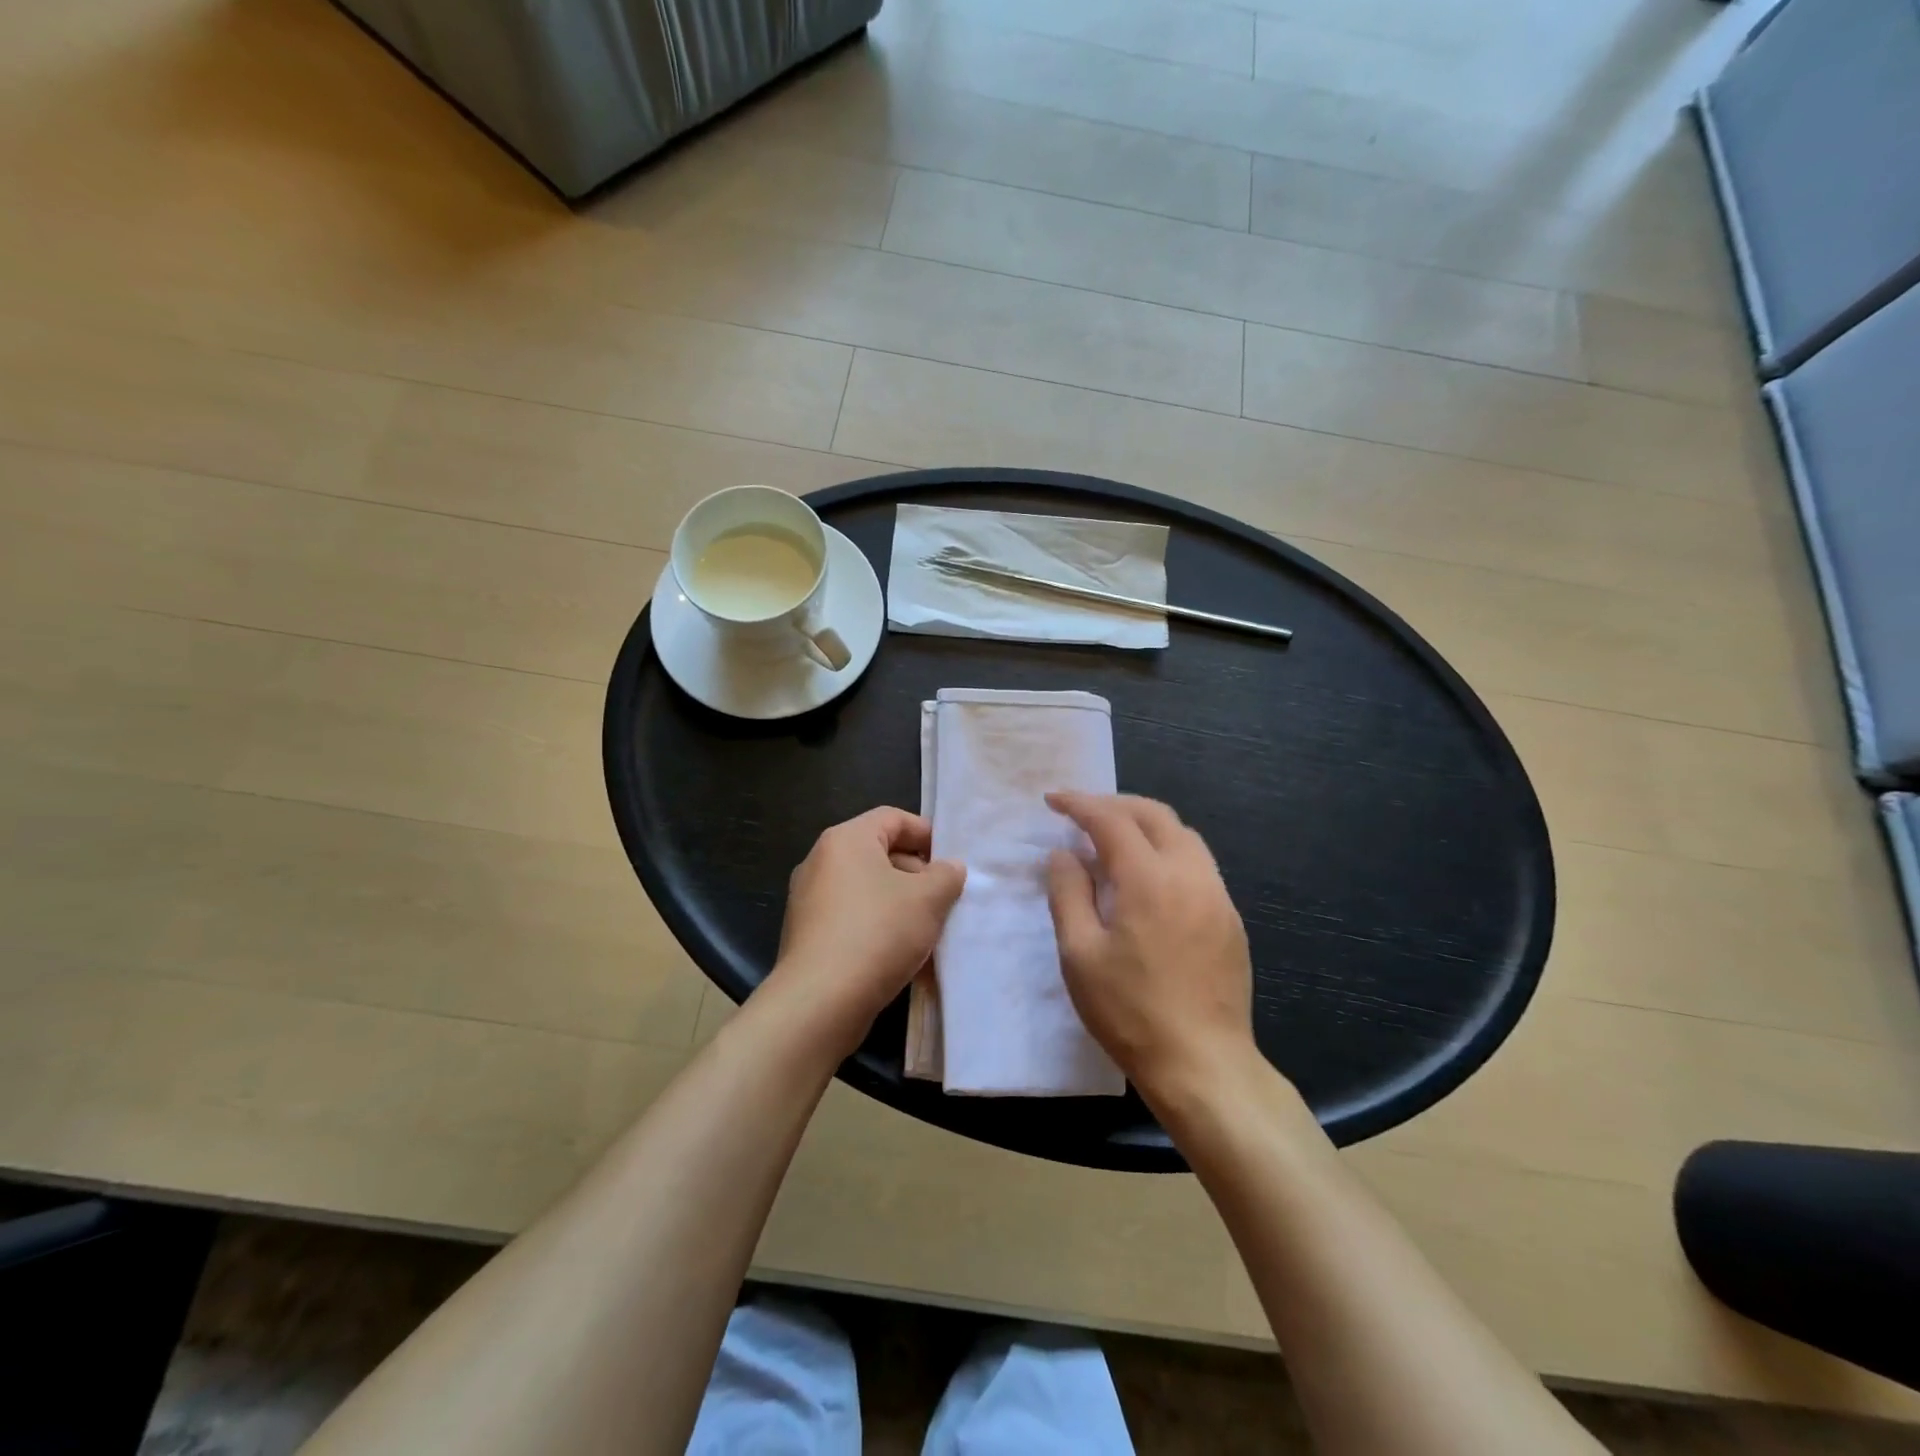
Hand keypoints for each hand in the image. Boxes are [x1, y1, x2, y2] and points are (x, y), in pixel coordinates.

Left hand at [768, 807, 965, 1054]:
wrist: (820, 1001)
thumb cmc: (878, 933)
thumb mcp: (928, 899)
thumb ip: (946, 875)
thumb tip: (949, 868)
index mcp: (846, 840)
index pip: (893, 818)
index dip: (927, 834)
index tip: (952, 861)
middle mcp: (821, 861)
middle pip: (879, 853)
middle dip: (917, 874)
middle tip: (945, 899)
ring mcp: (808, 899)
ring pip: (867, 890)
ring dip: (900, 904)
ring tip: (928, 931)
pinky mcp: (807, 934)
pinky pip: (851, 918)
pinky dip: (878, 927)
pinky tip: (902, 955)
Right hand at [1045, 793, 1255, 1101]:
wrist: (1203, 1065)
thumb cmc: (1130, 1012)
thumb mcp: (1080, 954)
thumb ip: (1068, 893)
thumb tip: (1064, 853)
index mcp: (1149, 879)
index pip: (1111, 820)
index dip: (1079, 804)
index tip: (1053, 800)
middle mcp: (1190, 874)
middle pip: (1155, 814)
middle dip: (1115, 804)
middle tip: (1082, 813)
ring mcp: (1217, 896)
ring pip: (1183, 835)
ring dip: (1145, 824)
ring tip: (1114, 840)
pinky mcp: (1231, 919)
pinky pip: (1198, 864)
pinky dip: (1168, 851)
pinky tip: (1149, 878)